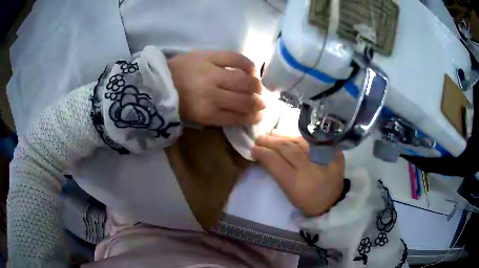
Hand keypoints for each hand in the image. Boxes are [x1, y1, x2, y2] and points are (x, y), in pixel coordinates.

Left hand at [167, 51, 265, 125]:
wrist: (157, 80)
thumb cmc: (176, 101)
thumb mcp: (194, 117)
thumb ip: (217, 117)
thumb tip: (241, 114)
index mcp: (205, 113)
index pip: (237, 117)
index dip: (252, 118)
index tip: (259, 116)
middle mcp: (211, 94)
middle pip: (245, 100)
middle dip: (259, 104)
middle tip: (262, 103)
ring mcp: (211, 73)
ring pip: (245, 81)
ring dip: (257, 87)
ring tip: (258, 88)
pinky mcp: (209, 56)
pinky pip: (236, 59)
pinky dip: (249, 66)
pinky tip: (252, 71)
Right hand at [251, 131, 344, 216]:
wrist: (333, 201)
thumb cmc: (307, 201)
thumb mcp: (288, 192)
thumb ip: (277, 172)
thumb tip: (265, 153)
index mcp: (297, 184)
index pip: (276, 162)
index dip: (263, 153)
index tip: (253, 149)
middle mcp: (311, 169)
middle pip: (287, 149)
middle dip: (270, 142)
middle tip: (259, 139)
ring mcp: (325, 158)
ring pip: (299, 141)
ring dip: (283, 136)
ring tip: (272, 134)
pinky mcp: (334, 152)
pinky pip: (312, 140)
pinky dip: (298, 137)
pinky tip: (288, 135)